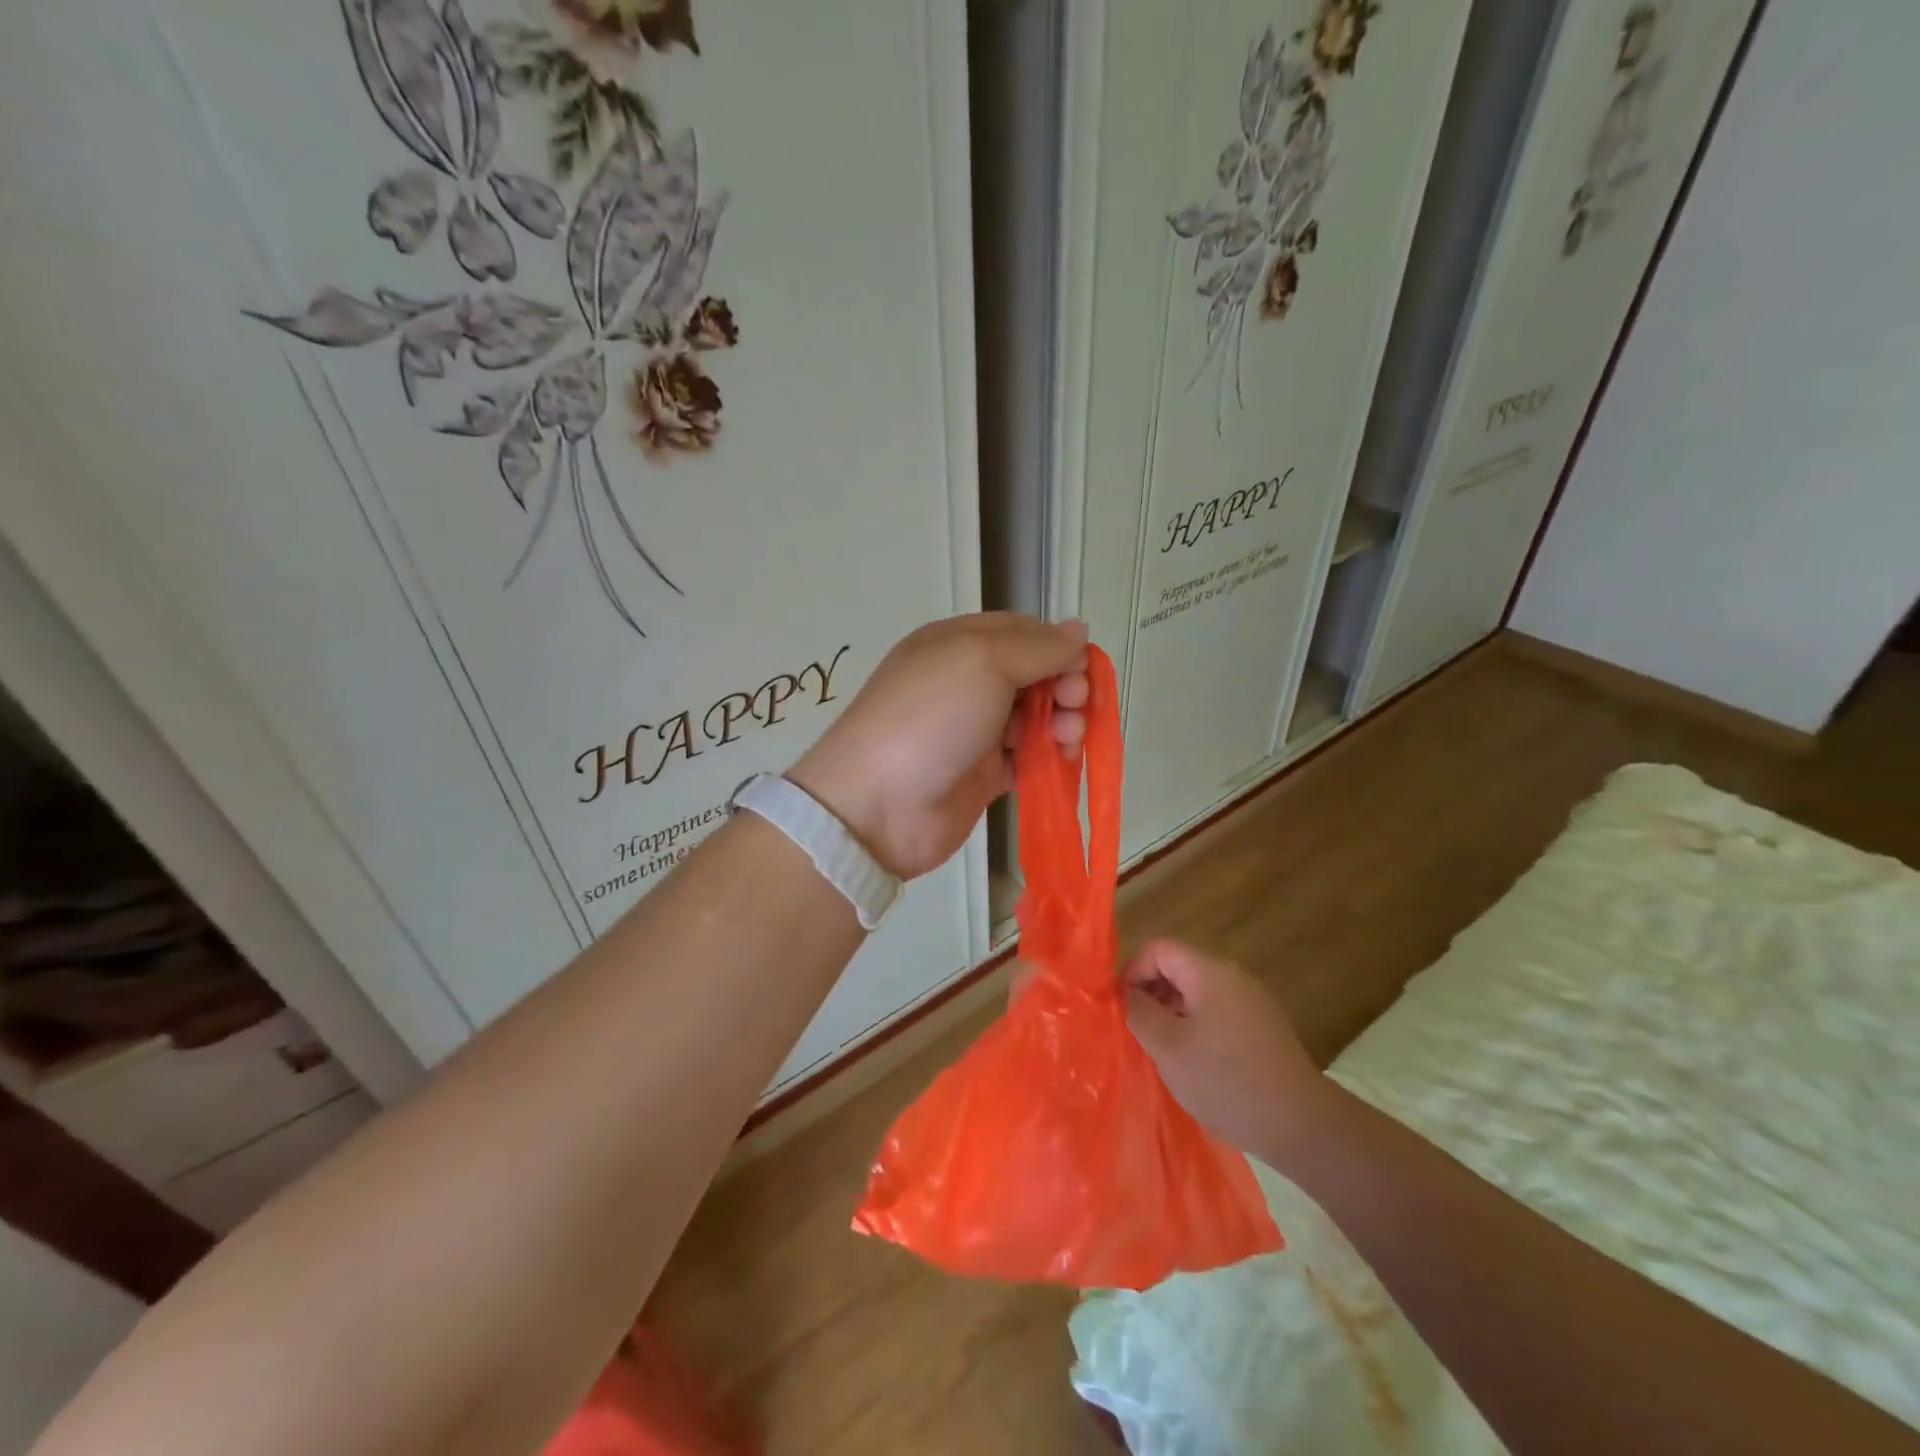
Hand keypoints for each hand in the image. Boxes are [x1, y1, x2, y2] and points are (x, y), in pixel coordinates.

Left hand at [788, 613, 1089, 878]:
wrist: (877, 807)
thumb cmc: (930, 719)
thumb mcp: (982, 662)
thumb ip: (1036, 646)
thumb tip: (1077, 630)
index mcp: (958, 643)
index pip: (1023, 633)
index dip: (1058, 647)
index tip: (1080, 671)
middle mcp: (967, 682)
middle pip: (1034, 675)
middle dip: (1065, 686)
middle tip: (1075, 707)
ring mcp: (974, 731)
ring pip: (1036, 717)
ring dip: (1062, 723)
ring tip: (1068, 740)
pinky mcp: (983, 775)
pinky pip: (1028, 758)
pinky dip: (1049, 757)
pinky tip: (1062, 762)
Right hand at [1122, 938, 1323, 1159]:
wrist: (1300, 1125)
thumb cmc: (1226, 1081)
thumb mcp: (1168, 1047)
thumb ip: (1139, 1012)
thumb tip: (1125, 992)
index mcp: (1210, 972)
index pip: (1159, 949)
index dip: (1133, 971)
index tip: (1122, 1006)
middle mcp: (1233, 976)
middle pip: (1179, 967)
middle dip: (1152, 993)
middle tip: (1139, 1031)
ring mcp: (1253, 1001)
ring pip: (1198, 991)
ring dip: (1173, 1012)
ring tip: (1164, 1050)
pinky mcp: (1264, 1026)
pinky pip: (1218, 1011)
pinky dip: (1197, 1025)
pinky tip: (1195, 1062)